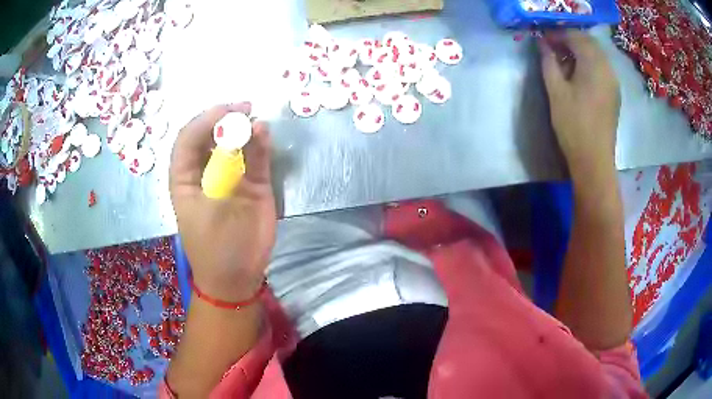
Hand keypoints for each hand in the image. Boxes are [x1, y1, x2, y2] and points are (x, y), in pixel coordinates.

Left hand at [169, 103, 275, 301]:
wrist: (238, 278)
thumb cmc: (216, 247)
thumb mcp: (214, 207)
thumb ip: (227, 168)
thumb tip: (242, 131)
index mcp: (185, 178)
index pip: (188, 139)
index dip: (204, 121)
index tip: (225, 111)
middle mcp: (206, 172)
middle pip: (211, 136)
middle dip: (225, 120)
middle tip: (244, 109)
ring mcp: (231, 177)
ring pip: (235, 144)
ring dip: (244, 130)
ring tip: (256, 121)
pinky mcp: (253, 185)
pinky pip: (256, 159)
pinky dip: (260, 145)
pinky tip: (264, 135)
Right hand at [539, 30, 619, 178]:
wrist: (594, 160)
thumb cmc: (573, 125)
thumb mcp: (555, 91)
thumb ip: (548, 62)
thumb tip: (542, 43)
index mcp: (593, 64)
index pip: (575, 36)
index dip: (557, 34)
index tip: (543, 40)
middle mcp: (607, 68)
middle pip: (588, 42)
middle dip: (569, 39)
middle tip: (552, 47)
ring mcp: (613, 81)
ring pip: (596, 54)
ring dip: (579, 51)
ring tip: (563, 60)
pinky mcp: (614, 93)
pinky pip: (602, 67)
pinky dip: (589, 63)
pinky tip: (578, 73)